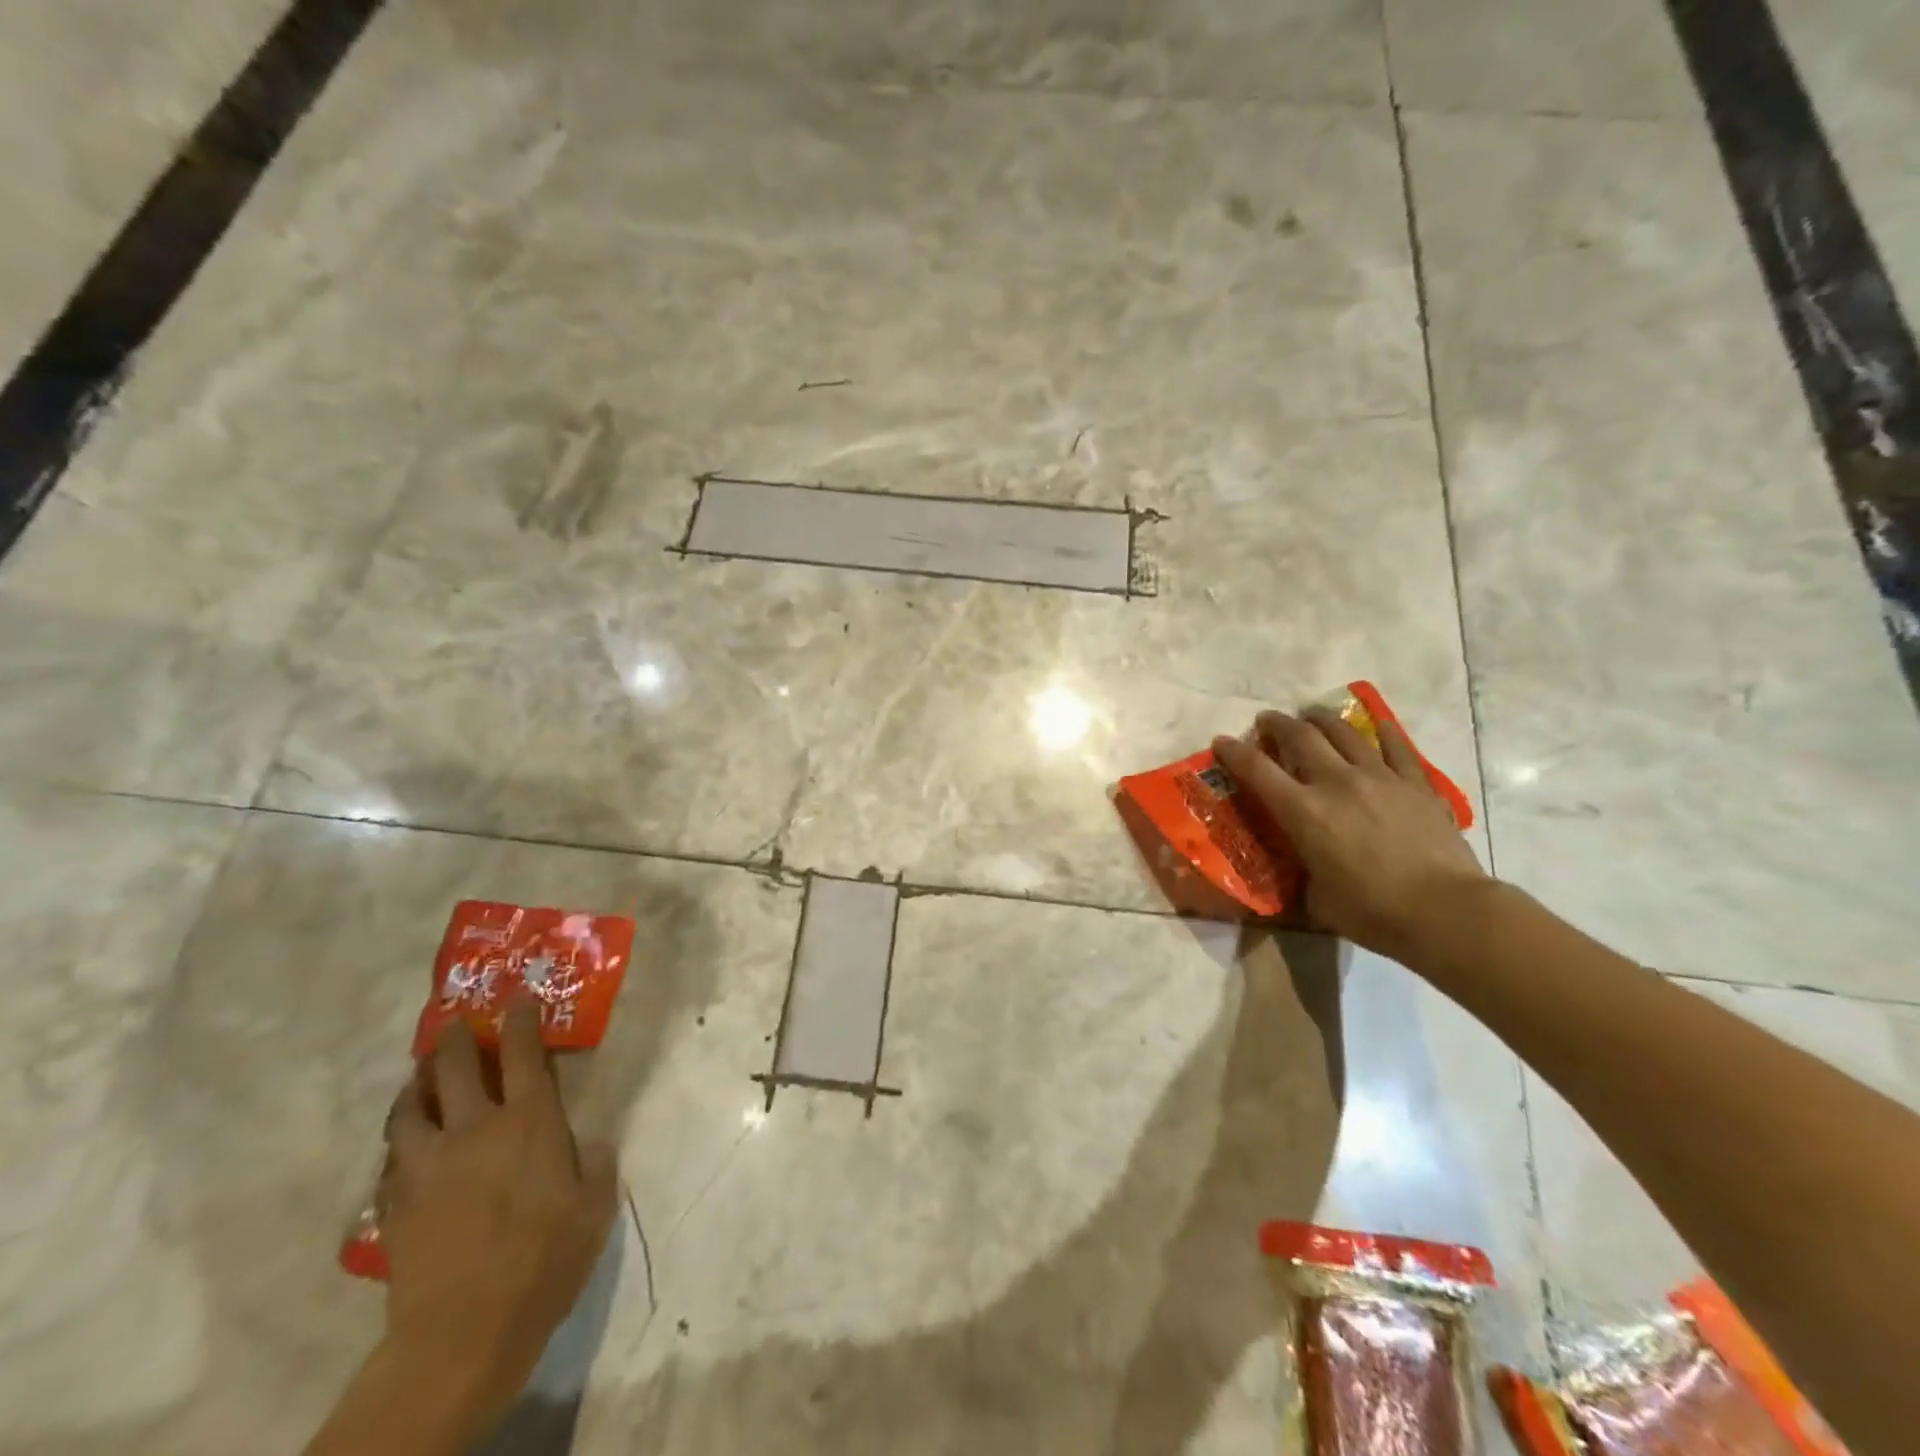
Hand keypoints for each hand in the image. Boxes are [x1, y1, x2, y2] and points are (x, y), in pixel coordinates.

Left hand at [379, 999, 617, 1439]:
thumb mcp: (594, 1206)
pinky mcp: (395, 1202)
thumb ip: (595, 1163)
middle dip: (455, 1039)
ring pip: (409, 1107)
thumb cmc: (545, 1260)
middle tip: (457, 1025)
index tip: (519, 999)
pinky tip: (408, 1143)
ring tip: (421, 1077)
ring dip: (415, 1084)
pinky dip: (401, 1138)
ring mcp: (427, 1164)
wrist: (464, 1331)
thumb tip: (590, 1142)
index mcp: (529, 1122)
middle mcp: (474, 1129)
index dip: (521, 1021)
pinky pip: (392, 1156)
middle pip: (453, 1067)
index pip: (523, 1054)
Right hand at [1212, 707, 1485, 960]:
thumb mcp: (1316, 896)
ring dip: (1321, 719)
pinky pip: (1395, 746)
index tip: (1221, 741)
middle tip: (1267, 721)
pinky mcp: (1415, 783)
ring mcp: (1379, 777)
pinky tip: (1374, 722)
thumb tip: (1305, 865)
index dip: (1234, 752)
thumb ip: (1304, 870)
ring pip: (1344, 732)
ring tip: (1312, 715)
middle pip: (1300, 737)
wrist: (1444, 910)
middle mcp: (1335, 783)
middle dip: (1277, 724)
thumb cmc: (1371, 912)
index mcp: (1303, 812)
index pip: (1257, 770)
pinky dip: (1381, 730)